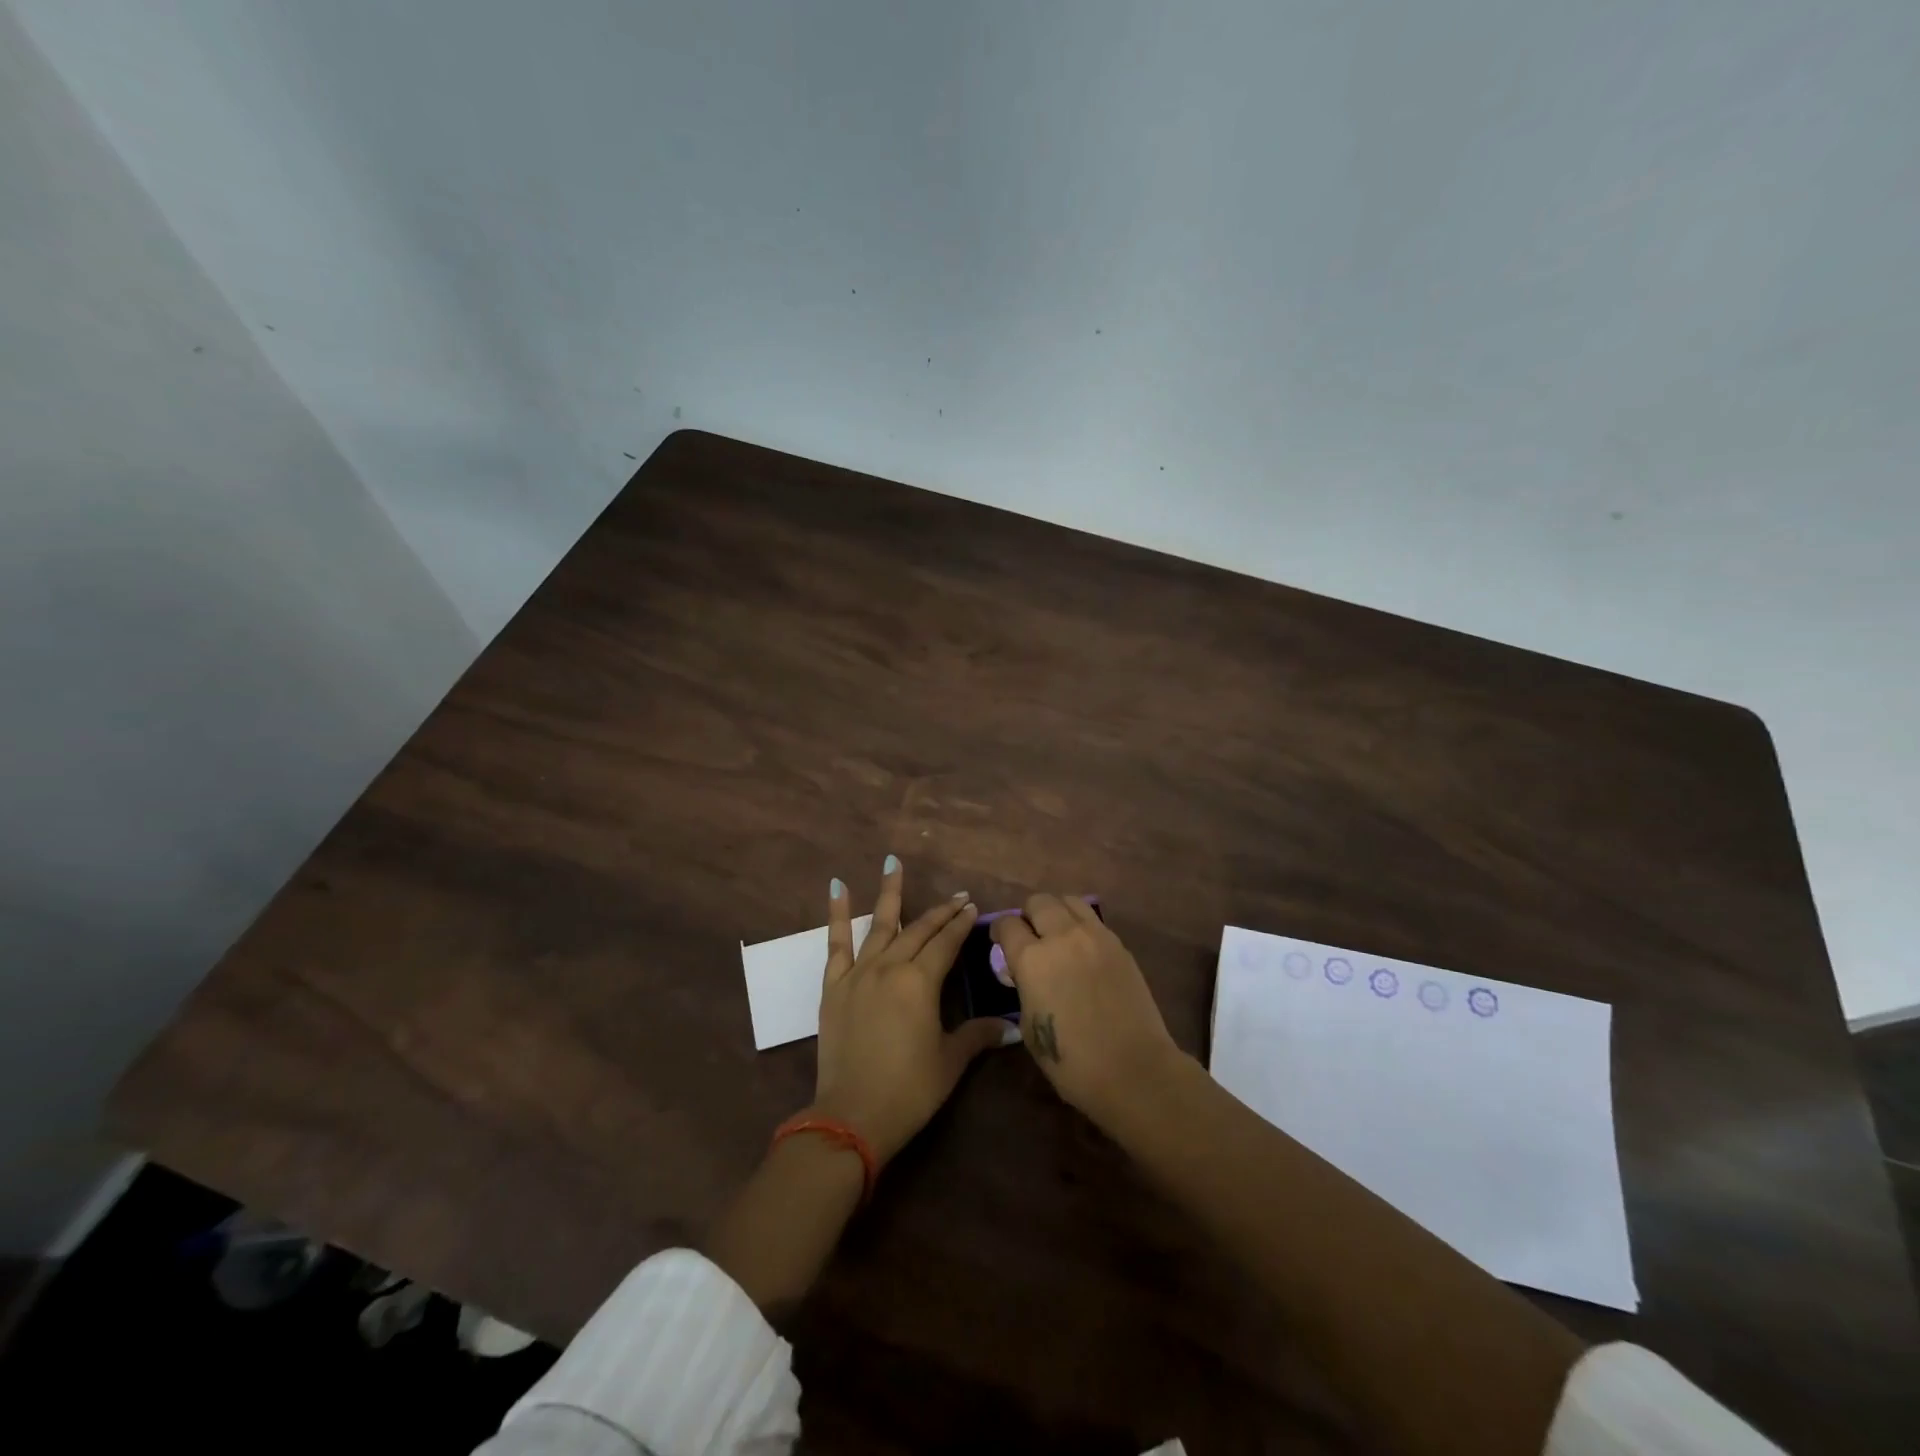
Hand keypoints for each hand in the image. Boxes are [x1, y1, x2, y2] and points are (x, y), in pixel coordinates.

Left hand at [812, 858, 1012, 1163]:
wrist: (852, 1115)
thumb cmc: (909, 1089)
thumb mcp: (950, 1062)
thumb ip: (978, 1035)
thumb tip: (1012, 1026)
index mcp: (921, 982)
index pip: (947, 942)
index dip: (961, 924)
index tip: (973, 907)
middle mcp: (891, 966)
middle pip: (919, 930)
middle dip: (940, 912)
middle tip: (957, 897)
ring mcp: (859, 973)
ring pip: (879, 924)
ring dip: (889, 893)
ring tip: (893, 862)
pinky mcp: (834, 986)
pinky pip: (836, 942)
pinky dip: (837, 914)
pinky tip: (838, 887)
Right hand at [990, 893, 1180, 1127]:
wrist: (1134, 1069)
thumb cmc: (1072, 1061)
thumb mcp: (1029, 1026)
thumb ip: (1024, 987)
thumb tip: (1023, 973)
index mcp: (1032, 959)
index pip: (1008, 924)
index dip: (1000, 931)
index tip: (1000, 941)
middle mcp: (1062, 937)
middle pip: (1038, 902)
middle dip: (1028, 915)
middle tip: (1030, 935)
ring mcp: (1095, 937)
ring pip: (1069, 901)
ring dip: (1057, 912)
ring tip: (1057, 933)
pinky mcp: (1119, 945)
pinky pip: (1093, 920)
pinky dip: (1081, 925)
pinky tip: (1082, 949)